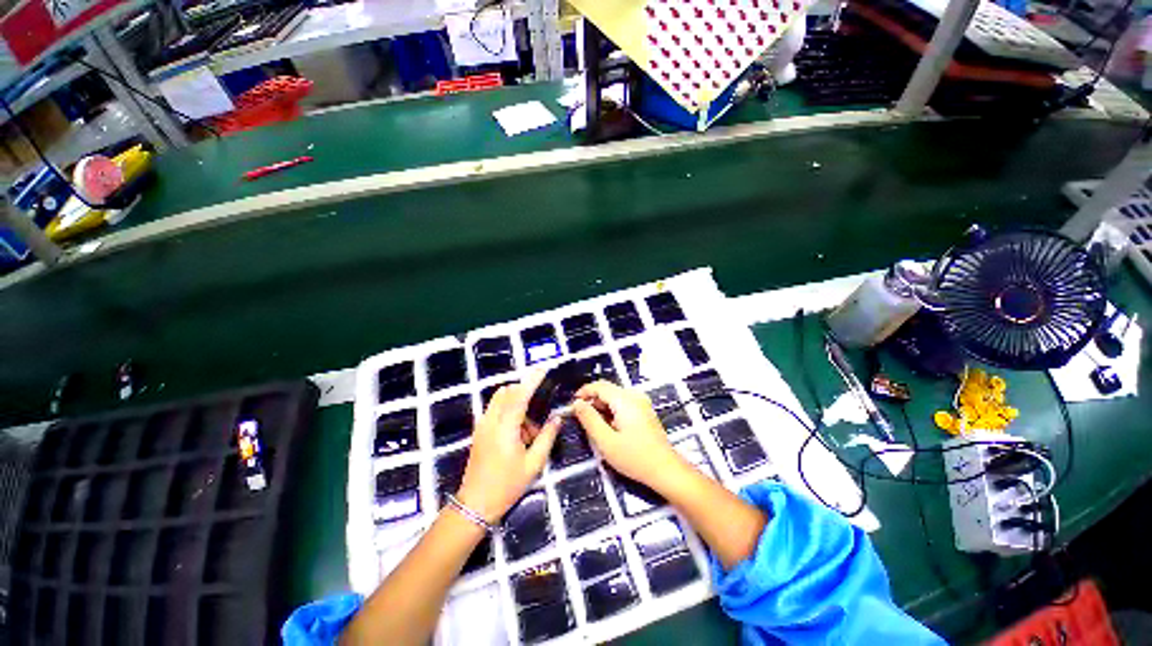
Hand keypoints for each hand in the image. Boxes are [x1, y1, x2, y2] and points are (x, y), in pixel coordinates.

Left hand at [456, 372, 560, 523]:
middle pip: (507, 391)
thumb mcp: (533, 464)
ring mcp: (482, 425)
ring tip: (528, 431)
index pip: (519, 395)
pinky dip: (508, 412)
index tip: (543, 370)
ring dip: (516, 404)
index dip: (532, 380)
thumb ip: (546, 437)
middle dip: (524, 393)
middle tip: (538, 414)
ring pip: (500, 400)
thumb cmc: (507, 486)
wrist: (474, 505)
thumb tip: (557, 418)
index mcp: (505, 428)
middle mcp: (491, 421)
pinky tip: (517, 435)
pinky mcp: (479, 431)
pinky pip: (495, 410)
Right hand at [572, 381, 688, 492]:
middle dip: (592, 400)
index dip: (583, 392)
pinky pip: (624, 404)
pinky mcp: (645, 411)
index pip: (599, 386)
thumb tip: (577, 403)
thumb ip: (589, 419)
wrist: (666, 470)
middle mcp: (634, 396)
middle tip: (580, 418)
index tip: (572, 405)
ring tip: (594, 425)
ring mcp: (642, 403)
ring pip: (615, 397)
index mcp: (625, 400)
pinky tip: (610, 428)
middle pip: (607, 390)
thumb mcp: (606, 441)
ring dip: (602, 407)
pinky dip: (612, 411)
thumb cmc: (635, 457)